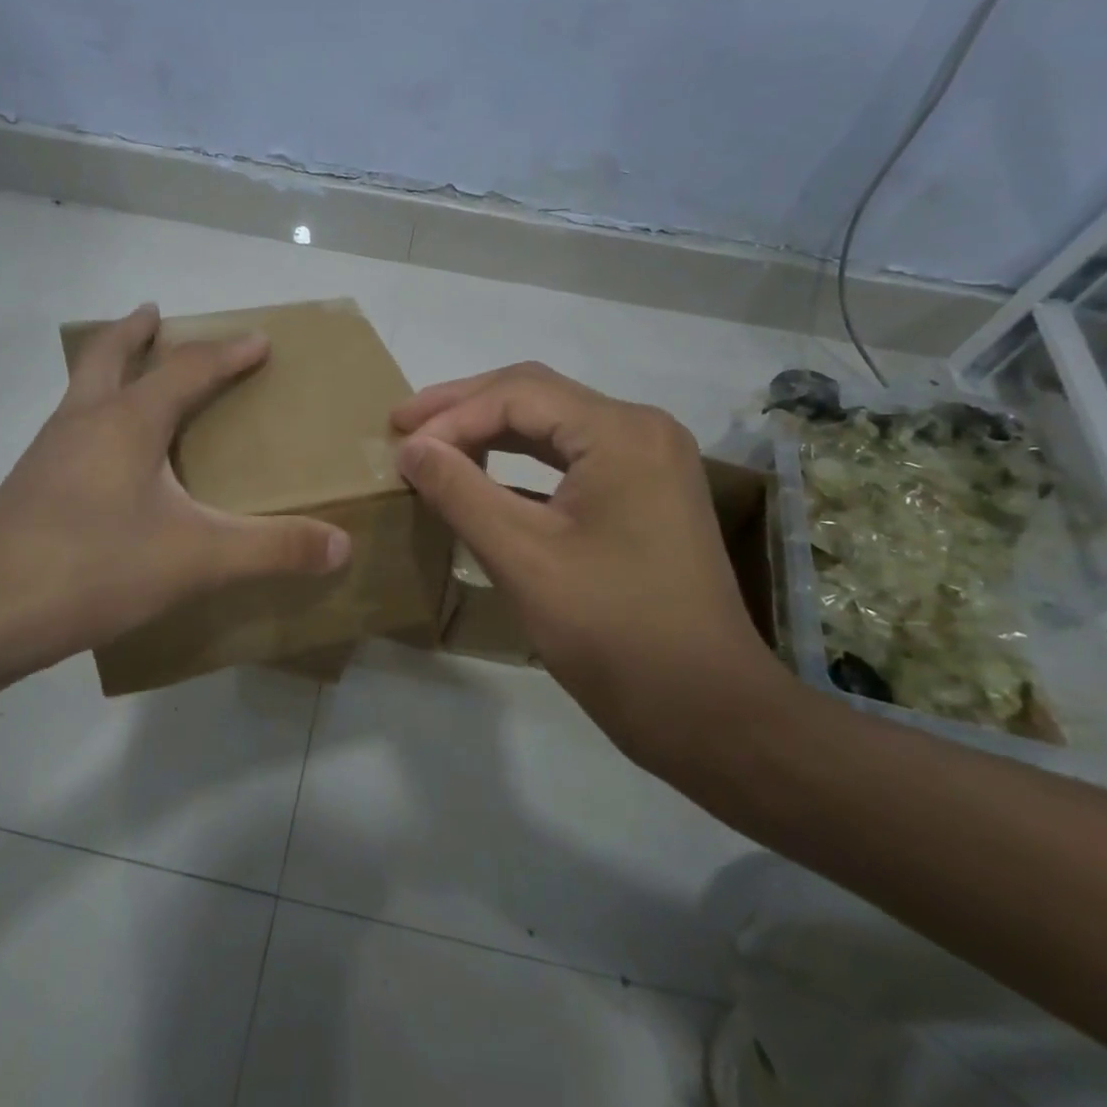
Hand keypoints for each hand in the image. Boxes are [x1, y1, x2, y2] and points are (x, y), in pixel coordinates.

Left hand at [0, 304, 349, 691]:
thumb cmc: (93, 566)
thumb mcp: (196, 558)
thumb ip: (272, 549)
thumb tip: (342, 544)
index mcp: (127, 422)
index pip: (187, 370)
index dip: (227, 353)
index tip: (257, 340)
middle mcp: (83, 424)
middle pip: (106, 357)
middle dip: (134, 333)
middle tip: (153, 316)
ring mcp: (47, 456)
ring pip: (80, 395)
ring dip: (108, 374)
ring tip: (132, 382)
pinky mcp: (28, 492)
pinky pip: (70, 437)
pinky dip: (93, 425)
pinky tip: (106, 466)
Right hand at [392, 363, 793, 767]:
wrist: (707, 711)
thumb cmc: (613, 632)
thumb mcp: (523, 558)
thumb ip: (459, 492)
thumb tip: (410, 448)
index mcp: (620, 433)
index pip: (517, 395)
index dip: (450, 416)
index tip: (399, 447)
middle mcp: (640, 430)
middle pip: (536, 397)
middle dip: (464, 409)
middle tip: (403, 424)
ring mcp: (648, 462)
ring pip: (552, 426)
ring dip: (489, 432)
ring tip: (432, 444)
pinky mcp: (644, 494)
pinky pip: (570, 459)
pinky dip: (519, 463)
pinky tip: (480, 477)